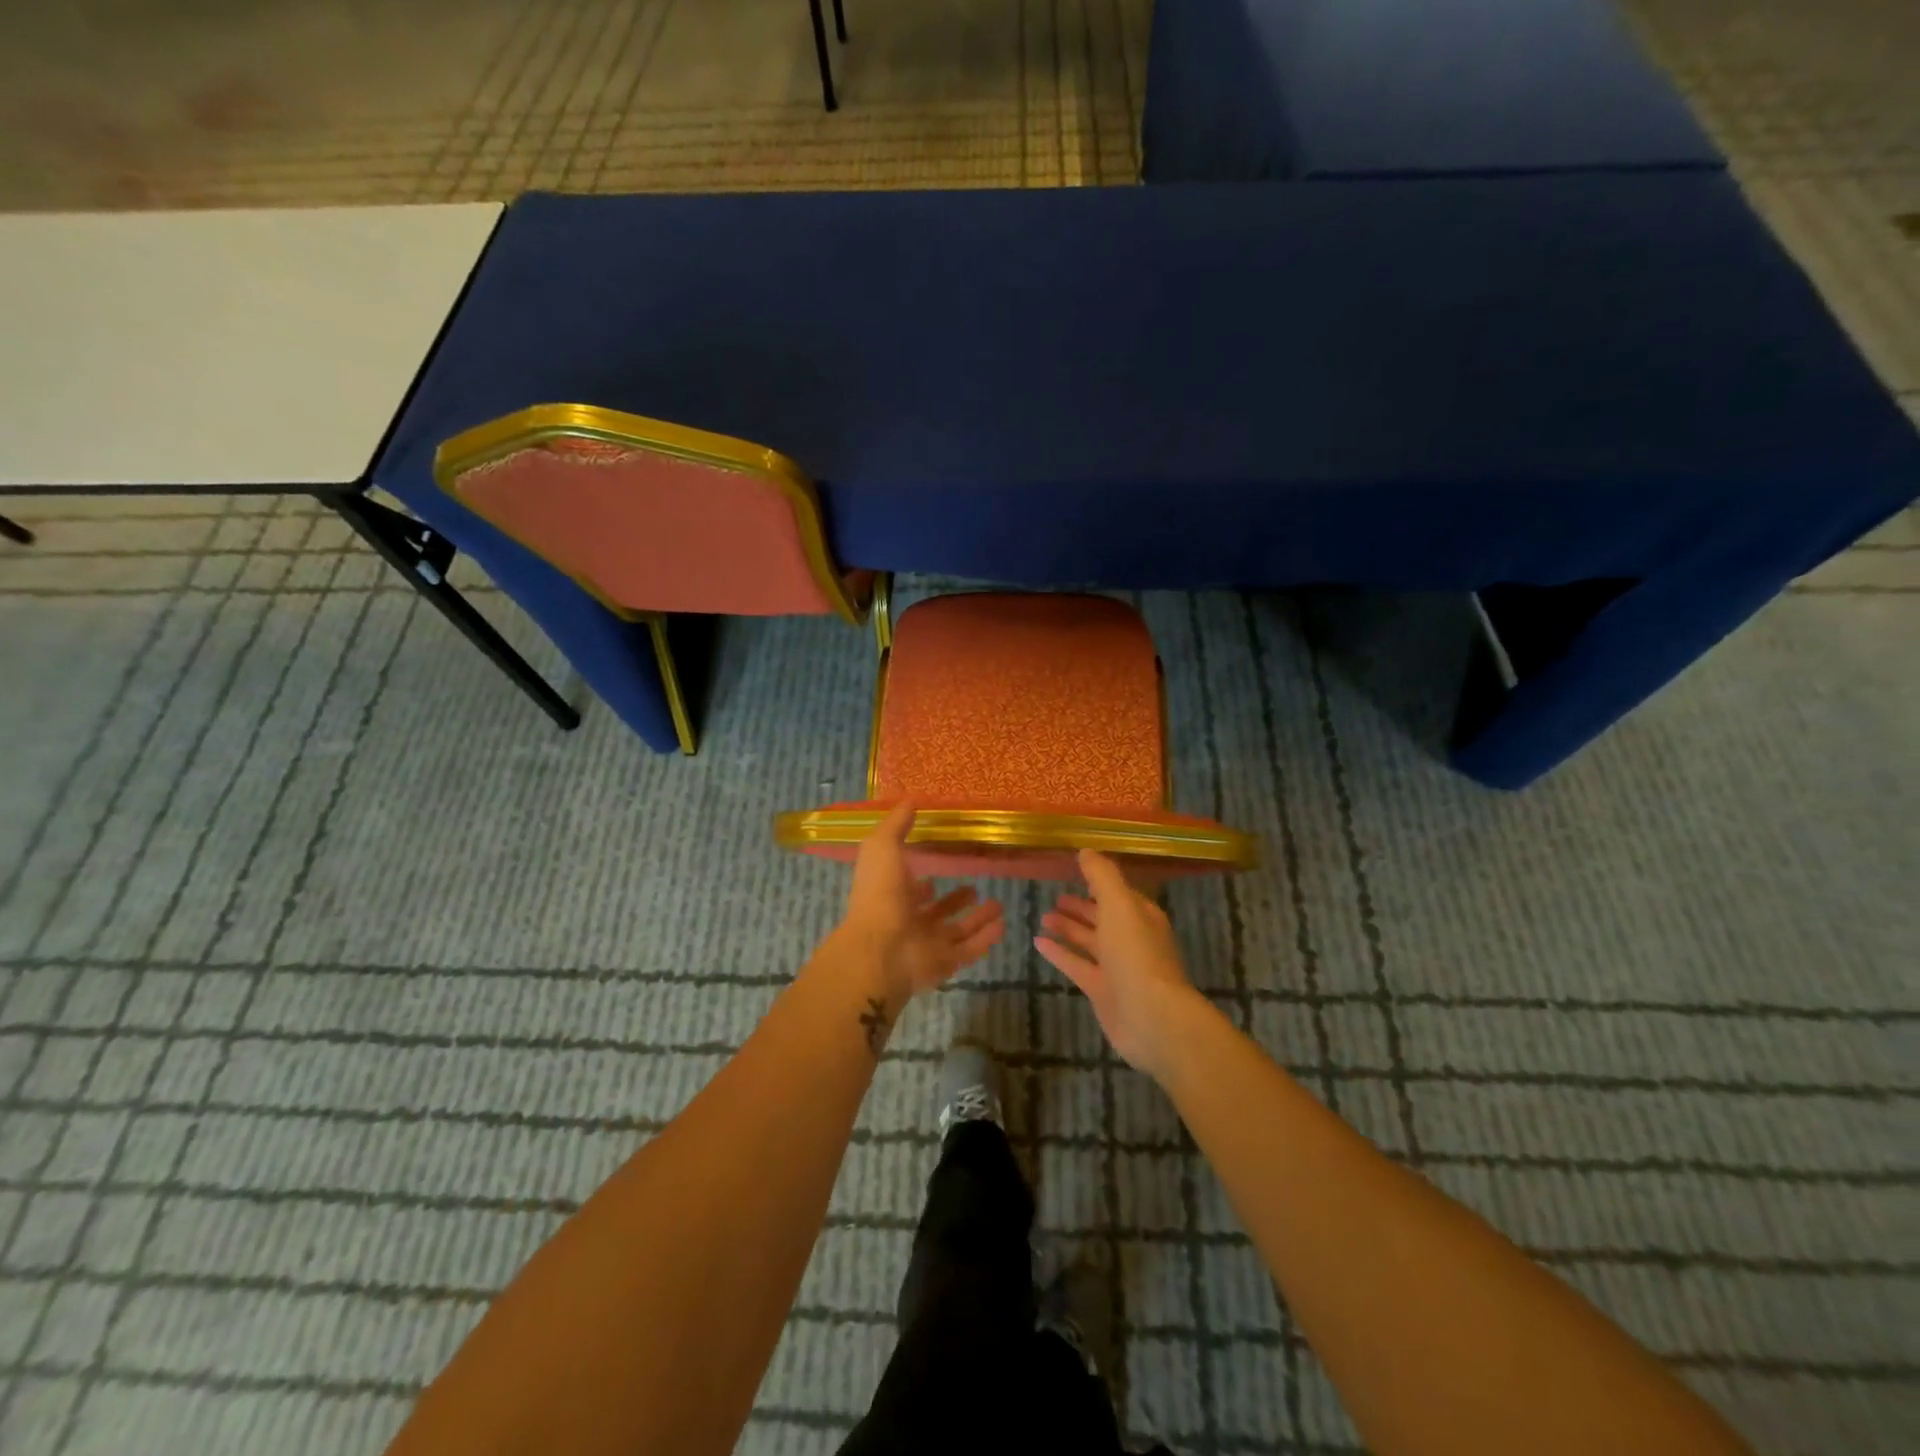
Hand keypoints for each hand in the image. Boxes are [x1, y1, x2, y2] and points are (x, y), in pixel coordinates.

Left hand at [838, 802, 1004, 1008]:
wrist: (881, 949)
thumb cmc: (880, 894)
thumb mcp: (883, 847)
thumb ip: (897, 824)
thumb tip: (911, 799)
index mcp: (892, 896)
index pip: (910, 889)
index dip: (922, 881)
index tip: (941, 867)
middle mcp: (909, 921)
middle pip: (936, 912)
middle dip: (955, 900)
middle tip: (976, 887)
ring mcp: (927, 945)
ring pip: (957, 931)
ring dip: (977, 919)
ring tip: (998, 906)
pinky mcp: (944, 963)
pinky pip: (969, 950)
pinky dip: (985, 939)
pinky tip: (1002, 925)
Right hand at [1035, 849, 1207, 1076]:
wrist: (1152, 1017)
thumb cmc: (1136, 954)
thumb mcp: (1119, 905)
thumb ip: (1102, 876)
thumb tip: (1086, 850)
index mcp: (1141, 916)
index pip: (1118, 893)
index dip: (1099, 882)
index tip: (1075, 871)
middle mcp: (1131, 939)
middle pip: (1103, 917)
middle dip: (1081, 907)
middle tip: (1054, 897)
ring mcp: (1117, 967)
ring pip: (1089, 941)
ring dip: (1068, 928)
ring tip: (1043, 916)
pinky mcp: (1102, 990)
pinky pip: (1077, 965)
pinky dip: (1059, 953)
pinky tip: (1038, 943)